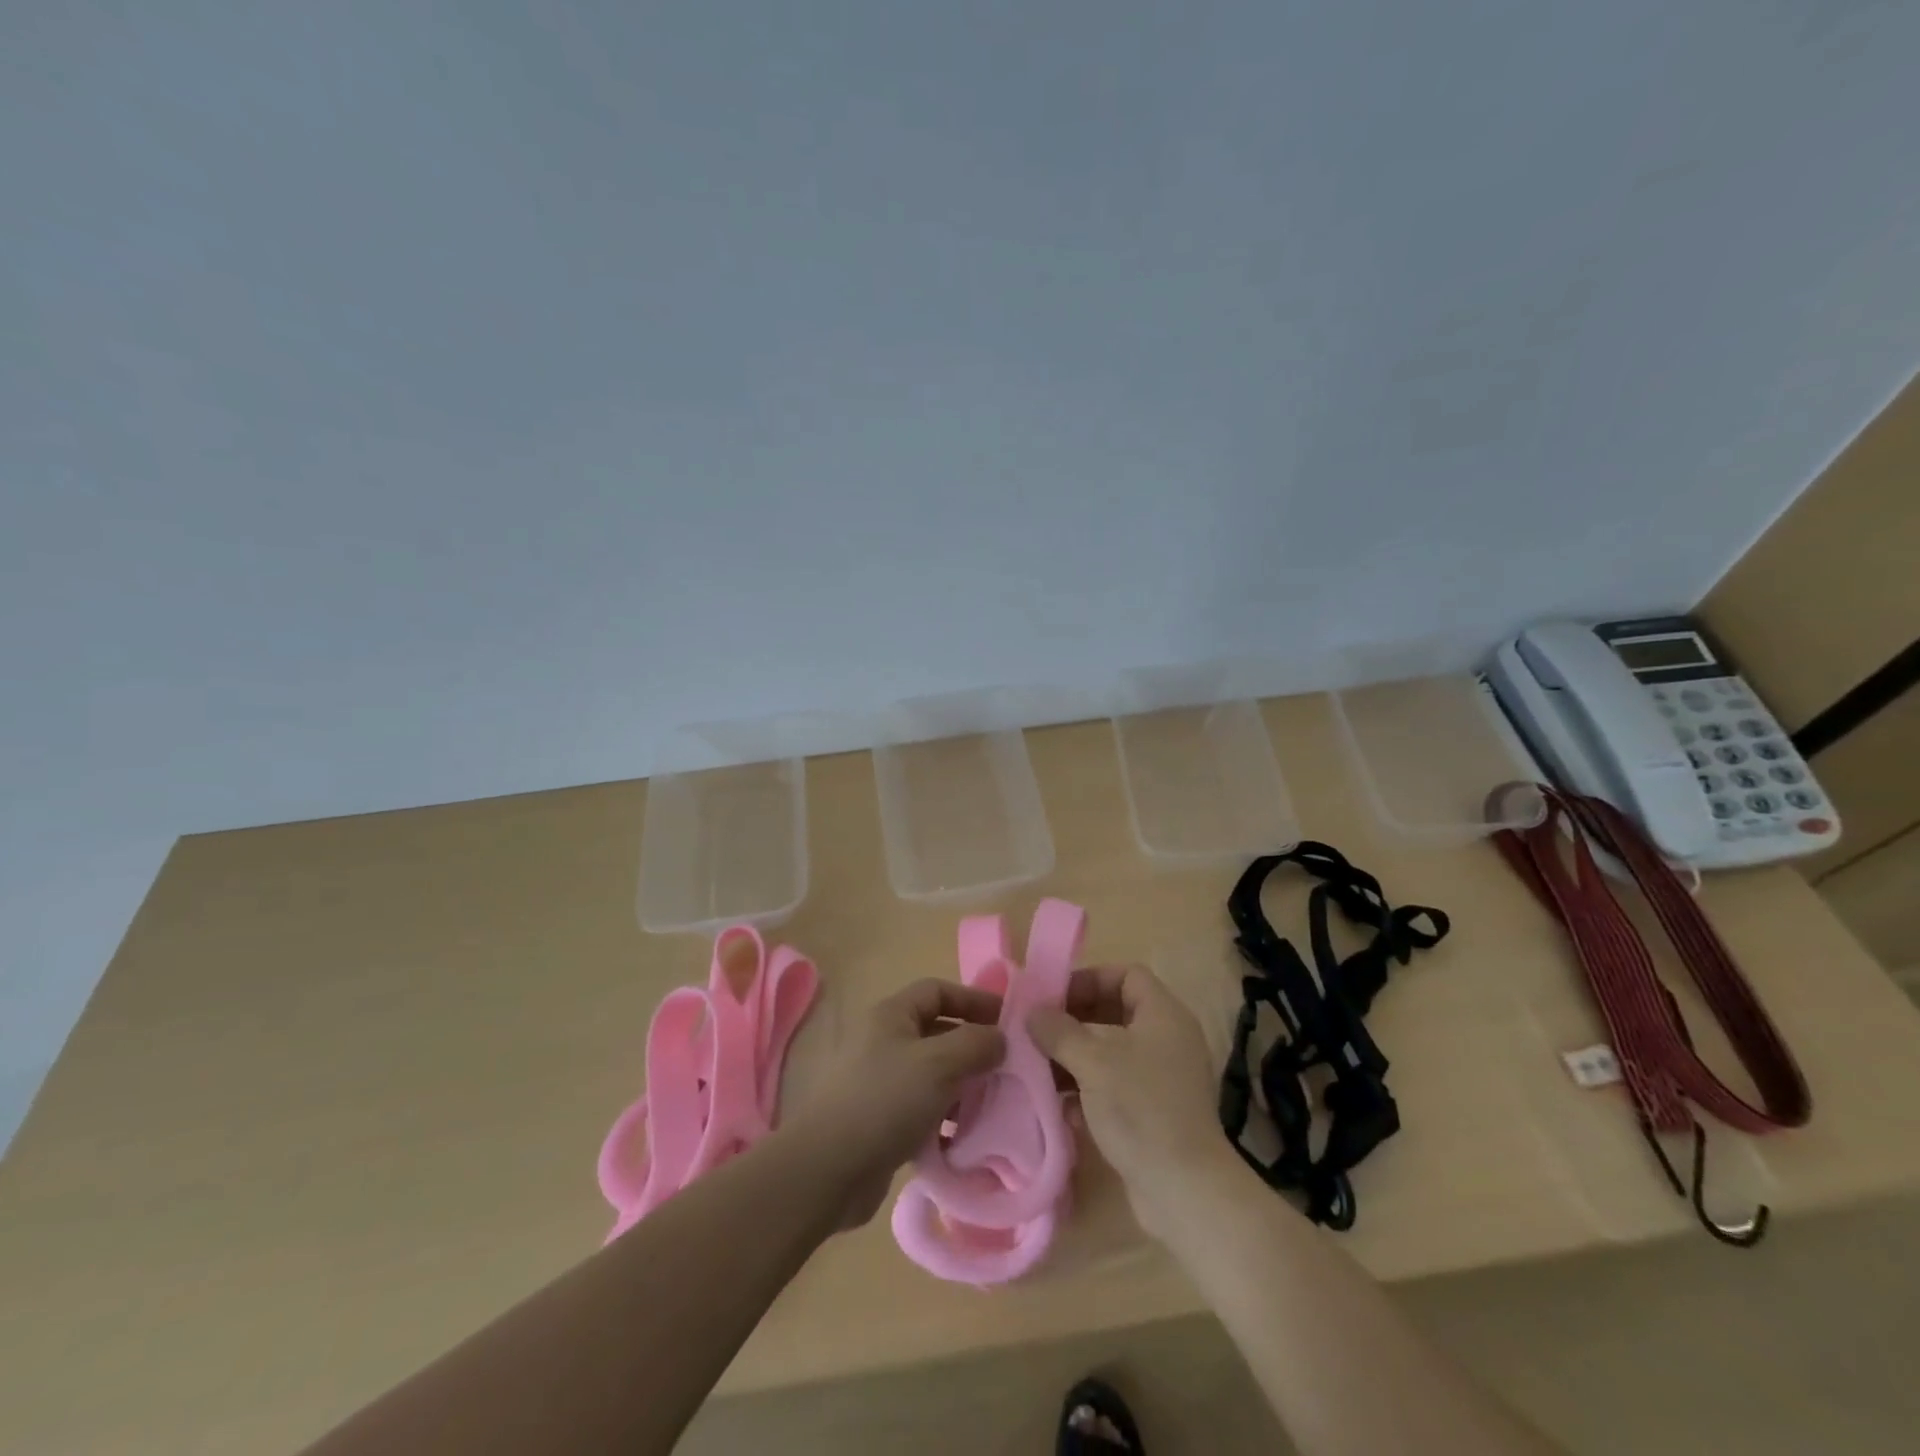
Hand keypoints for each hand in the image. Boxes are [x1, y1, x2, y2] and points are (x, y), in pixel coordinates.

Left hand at [786, 978, 1005, 1230]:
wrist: (827, 1169)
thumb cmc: (885, 1100)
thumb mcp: (938, 1064)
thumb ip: (975, 1044)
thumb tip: (999, 1039)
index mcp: (891, 1015)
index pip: (938, 990)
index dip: (973, 1000)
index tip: (1008, 1021)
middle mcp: (884, 1041)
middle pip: (938, 1032)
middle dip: (973, 1047)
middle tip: (1009, 1068)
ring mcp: (880, 1082)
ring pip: (933, 1074)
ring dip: (963, 1086)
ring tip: (995, 1105)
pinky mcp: (881, 1121)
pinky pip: (923, 1109)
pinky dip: (946, 1118)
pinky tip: (967, 1137)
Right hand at [1028, 964, 1231, 1239]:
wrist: (1185, 1191)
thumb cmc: (1140, 1108)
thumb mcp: (1093, 1062)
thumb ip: (1059, 1031)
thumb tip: (1033, 1012)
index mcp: (1163, 1014)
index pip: (1126, 975)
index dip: (1089, 979)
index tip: (1053, 998)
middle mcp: (1167, 1039)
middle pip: (1115, 1011)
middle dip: (1074, 1020)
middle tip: (1038, 1032)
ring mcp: (1162, 1077)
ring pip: (1111, 1051)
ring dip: (1075, 1056)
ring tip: (1038, 1067)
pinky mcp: (1154, 1112)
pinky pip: (1115, 1084)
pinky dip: (1087, 1088)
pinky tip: (1058, 1105)